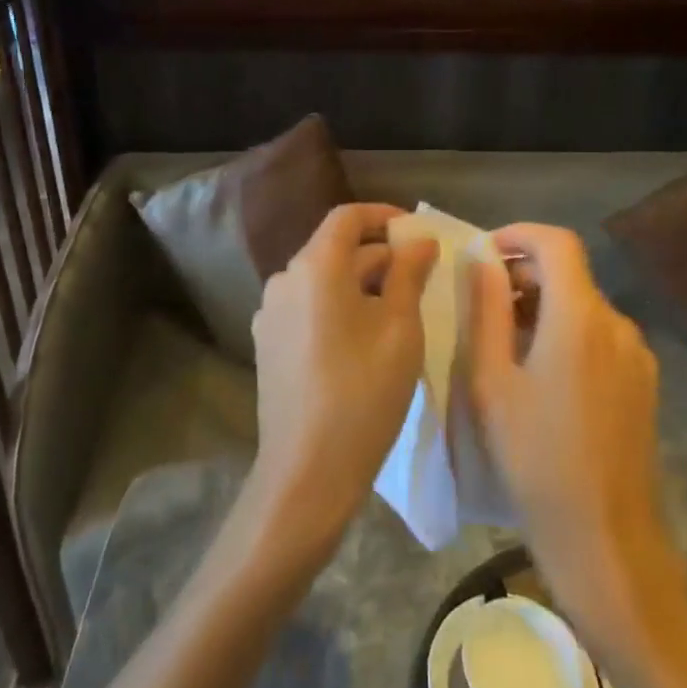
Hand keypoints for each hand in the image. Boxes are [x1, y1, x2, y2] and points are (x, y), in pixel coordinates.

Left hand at [247, 203, 437, 554]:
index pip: (347, 217)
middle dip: (378, 255)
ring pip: (321, 280)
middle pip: (335, 249)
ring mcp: (269, 313)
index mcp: (314, 267)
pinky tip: (363, 338)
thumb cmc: (363, 392)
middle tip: (419, 275)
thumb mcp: (400, 328)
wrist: (306, 471)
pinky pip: (307, 307)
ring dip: (359, 283)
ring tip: (398, 308)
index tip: (415, 230)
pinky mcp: (267, 343)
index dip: (383, 216)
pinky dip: (337, 307)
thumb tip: (419, 240)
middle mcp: (284, 279)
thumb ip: (408, 273)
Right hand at [464, 224, 681, 636]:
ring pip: (583, 306)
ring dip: (542, 307)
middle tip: (482, 306)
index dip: (518, 235)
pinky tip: (541, 376)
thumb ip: (486, 309)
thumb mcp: (492, 381)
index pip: (557, 242)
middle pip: (569, 273)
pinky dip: (566, 333)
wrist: (605, 540)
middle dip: (523, 276)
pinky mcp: (643, 382)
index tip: (484, 254)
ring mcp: (637, 355)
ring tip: (505, 345)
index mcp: (580, 317)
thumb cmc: (535, 458)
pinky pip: (600, 336)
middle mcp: (617, 324)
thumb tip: (482, 258)